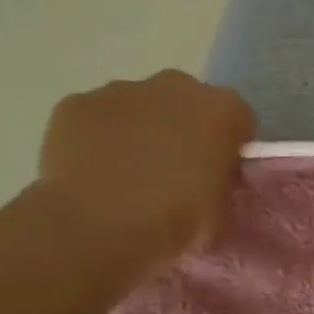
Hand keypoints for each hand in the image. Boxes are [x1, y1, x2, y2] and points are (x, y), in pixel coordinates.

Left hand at [33, 70, 255, 265]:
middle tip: (175, 168)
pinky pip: (96, 117)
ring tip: (128, 172)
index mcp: (224, 109)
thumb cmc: (178, 218)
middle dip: (183, 126)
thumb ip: (224, 178)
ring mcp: (121, 90)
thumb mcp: (224, 206)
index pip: (237, 119)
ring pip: (139, 105)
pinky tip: (94, 169)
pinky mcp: (76, 103)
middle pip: (187, 100)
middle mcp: (177, 86)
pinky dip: (98, 136)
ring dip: (140, 128)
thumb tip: (213, 174)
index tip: (218, 171)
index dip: (228, 145)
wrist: (99, 226)